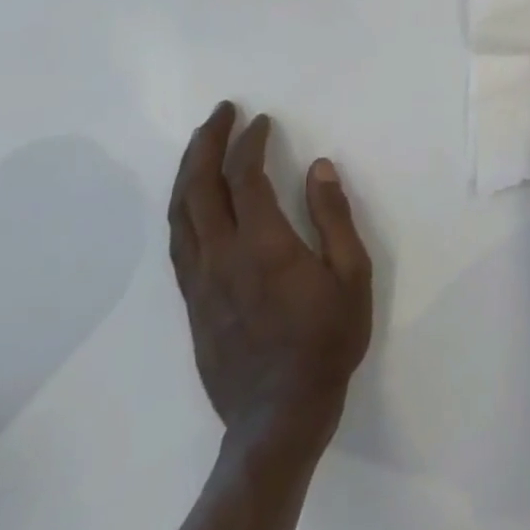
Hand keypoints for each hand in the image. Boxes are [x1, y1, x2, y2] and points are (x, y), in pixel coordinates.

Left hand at [168, 103, 372, 448]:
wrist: (279, 415)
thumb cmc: (327, 342)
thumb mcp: (351, 275)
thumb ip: (334, 217)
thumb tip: (319, 167)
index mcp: (264, 245)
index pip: (244, 178)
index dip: (250, 143)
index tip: (262, 121)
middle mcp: (222, 256)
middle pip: (199, 187)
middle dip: (207, 143)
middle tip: (221, 113)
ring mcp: (200, 280)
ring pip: (180, 213)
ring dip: (187, 171)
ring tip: (201, 144)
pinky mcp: (192, 301)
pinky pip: (178, 241)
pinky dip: (182, 207)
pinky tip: (192, 200)